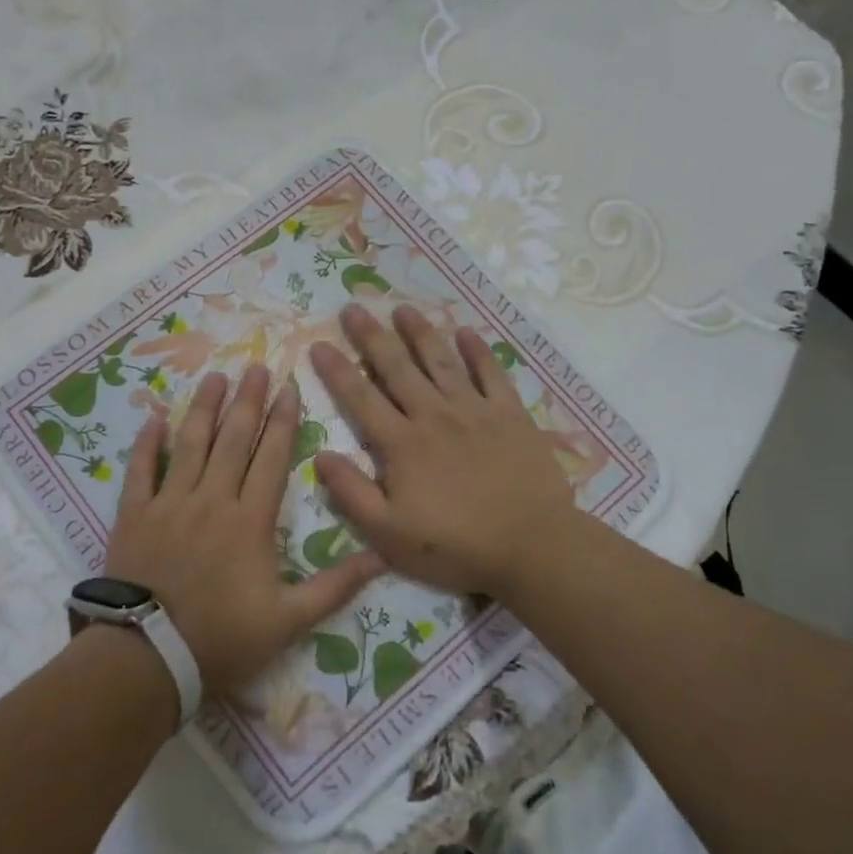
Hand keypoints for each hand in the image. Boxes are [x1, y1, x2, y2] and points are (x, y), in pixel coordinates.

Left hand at [105, 364, 385, 695]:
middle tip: (256, 367)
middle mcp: (212, 500)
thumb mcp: (289, 621)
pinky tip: (155, 417)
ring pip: (190, 445)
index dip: (283, 421)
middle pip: (233, 440)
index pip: (271, 458)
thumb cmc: (222, 638)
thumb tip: (381, 557)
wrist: (149, 657)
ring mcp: (170, 503)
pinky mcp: (135, 515)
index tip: (288, 388)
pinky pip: (141, 470)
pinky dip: (148, 443)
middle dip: (247, 401)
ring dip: (204, 409)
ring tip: (215, 378)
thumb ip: (335, 586)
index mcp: (251, 520)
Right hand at [308, 304, 577, 597]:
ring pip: (441, 361)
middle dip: (372, 336)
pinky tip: (466, 332)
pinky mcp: (510, 414)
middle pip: (397, 367)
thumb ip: (352, 493)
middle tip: (353, 308)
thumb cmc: (456, 545)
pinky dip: (478, 351)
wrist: (533, 545)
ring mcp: (475, 410)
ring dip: (419, 332)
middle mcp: (434, 416)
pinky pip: (491, 373)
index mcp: (402, 444)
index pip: (361, 398)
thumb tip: (320, 455)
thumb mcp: (390, 533)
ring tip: (402, 308)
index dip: (337, 370)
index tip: (319, 343)